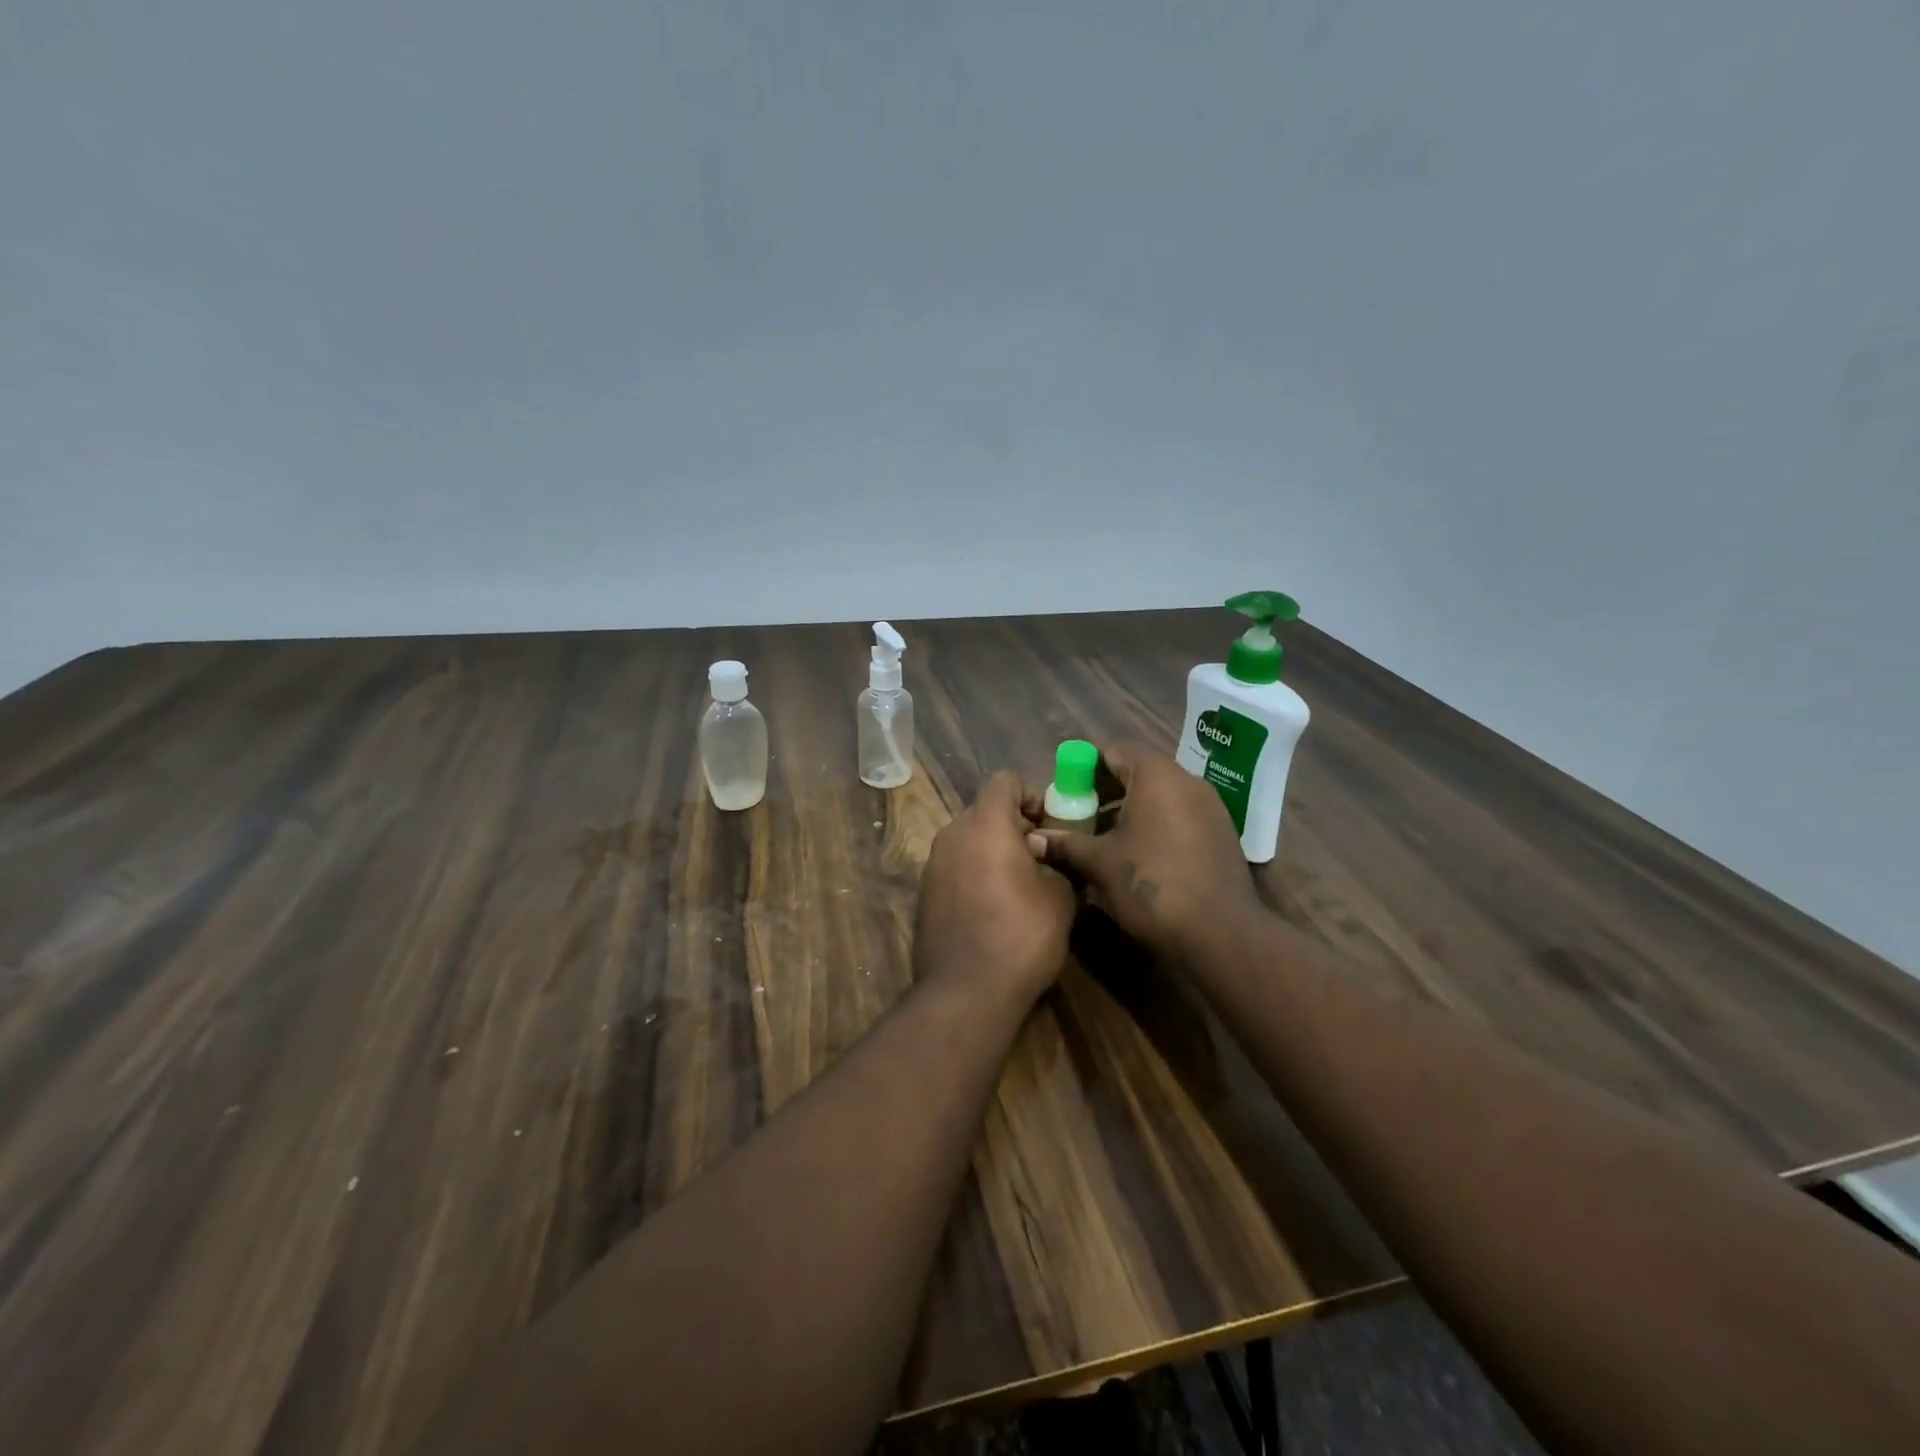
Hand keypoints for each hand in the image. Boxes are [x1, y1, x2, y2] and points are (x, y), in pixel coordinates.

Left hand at [915, 770, 1076, 1006]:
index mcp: (986, 824)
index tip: (1050, 824)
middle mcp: (952, 834)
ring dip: (992, 851)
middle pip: (985, 810)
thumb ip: (1058, 864)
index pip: (1005, 780)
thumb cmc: (1022, 935)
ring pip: (967, 840)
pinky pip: (954, 868)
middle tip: (1040, 857)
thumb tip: (1052, 860)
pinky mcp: (923, 894)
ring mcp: (932, 864)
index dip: (1031, 795)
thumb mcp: (1061, 897)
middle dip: (1013, 825)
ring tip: (1018, 885)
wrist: (967, 991)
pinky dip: (973, 874)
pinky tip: (992, 908)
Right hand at [1035, 741, 1257, 959]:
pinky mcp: (1220, 833)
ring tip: (1101, 837)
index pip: (1113, 749)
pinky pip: (1178, 814)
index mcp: (1156, 775)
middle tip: (1077, 813)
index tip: (1063, 786)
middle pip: (1136, 770)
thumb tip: (1033, 839)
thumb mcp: (1100, 863)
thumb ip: (1066, 844)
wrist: (1221, 934)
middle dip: (1103, 789)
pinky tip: (1135, 854)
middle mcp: (1186, 780)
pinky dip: (1153, 824)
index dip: (1083, 764)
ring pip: (1159, 794)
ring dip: (1127, 809)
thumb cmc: (1152, 884)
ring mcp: (1209, 806)